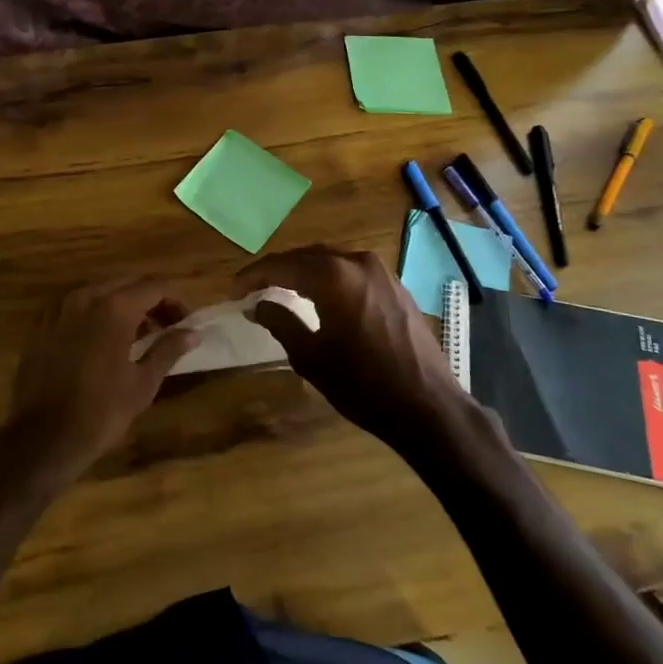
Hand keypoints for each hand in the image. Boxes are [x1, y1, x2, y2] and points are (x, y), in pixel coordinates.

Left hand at [1, 277, 200, 482]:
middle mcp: (85, 297)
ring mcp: (59, 309)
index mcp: (113, 308)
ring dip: (123, 305)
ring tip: (138, 334)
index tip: (187, 322)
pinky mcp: (41, 324)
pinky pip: (75, 307)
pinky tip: (102, 339)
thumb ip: (168, 350)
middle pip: (126, 284)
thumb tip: (192, 333)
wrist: (43, 438)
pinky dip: (95, 313)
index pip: (154, 288)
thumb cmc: (101, 412)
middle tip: (167, 326)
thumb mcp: (143, 383)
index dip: (176, 301)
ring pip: (99, 292)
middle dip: (150, 300)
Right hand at [236, 246, 481, 452]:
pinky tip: (319, 297)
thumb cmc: (363, 384)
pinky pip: (352, 272)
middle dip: (278, 270)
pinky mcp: (396, 286)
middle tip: (253, 288)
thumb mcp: (311, 357)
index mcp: (333, 276)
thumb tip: (257, 304)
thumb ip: (280, 322)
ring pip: (330, 261)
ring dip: (303, 272)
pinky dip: (329, 279)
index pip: (282, 266)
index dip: (253, 276)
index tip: (234, 291)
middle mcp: (357, 262)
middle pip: (306, 256)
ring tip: (281, 290)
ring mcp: (381, 272)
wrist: (428, 406)